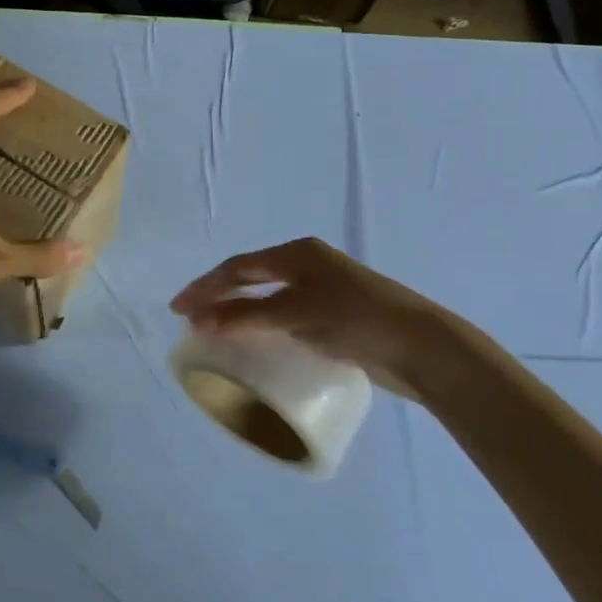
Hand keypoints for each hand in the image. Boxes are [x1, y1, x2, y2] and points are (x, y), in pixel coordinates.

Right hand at [171, 238, 438, 397]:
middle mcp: (308, 266)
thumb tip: (198, 322)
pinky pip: (285, 317)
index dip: (205, 287)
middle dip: (218, 297)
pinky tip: (256, 344)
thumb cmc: (357, 320)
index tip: (178, 309)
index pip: (238, 267)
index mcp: (297, 254)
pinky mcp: (335, 318)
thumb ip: (247, 317)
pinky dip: (263, 327)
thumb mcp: (296, 314)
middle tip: (190, 320)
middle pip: (251, 278)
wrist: (423, 348)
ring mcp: (323, 291)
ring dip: (239, 313)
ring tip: (215, 333)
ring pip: (268, 298)